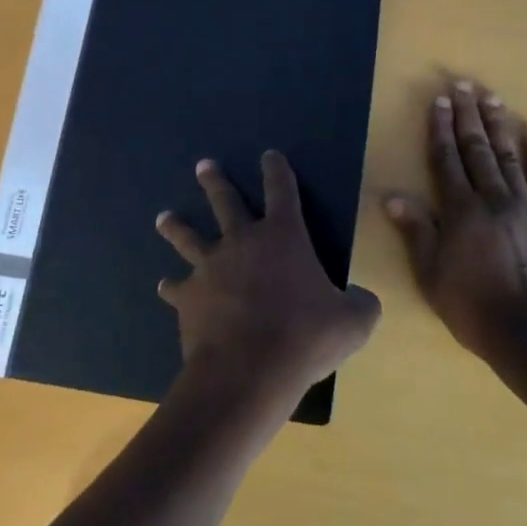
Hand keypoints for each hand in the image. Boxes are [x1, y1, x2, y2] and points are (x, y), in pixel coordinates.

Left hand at [156, 151, 381, 417]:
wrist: (247, 370)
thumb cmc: (304, 338)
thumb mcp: (353, 323)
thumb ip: (361, 304)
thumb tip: (362, 299)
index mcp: (283, 237)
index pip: (282, 191)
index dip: (277, 170)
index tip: (269, 155)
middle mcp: (242, 242)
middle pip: (225, 202)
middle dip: (215, 181)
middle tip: (203, 165)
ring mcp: (210, 267)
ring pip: (189, 237)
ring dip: (176, 226)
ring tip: (164, 217)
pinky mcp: (189, 297)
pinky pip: (177, 287)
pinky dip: (172, 286)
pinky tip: (165, 286)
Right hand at [385, 81, 526, 366]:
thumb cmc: (473, 307)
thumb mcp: (431, 274)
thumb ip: (416, 231)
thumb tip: (391, 197)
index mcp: (461, 211)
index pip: (446, 160)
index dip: (440, 129)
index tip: (439, 101)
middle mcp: (493, 199)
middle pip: (477, 149)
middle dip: (468, 116)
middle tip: (464, 85)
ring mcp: (526, 207)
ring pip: (509, 157)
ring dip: (499, 126)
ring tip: (492, 98)